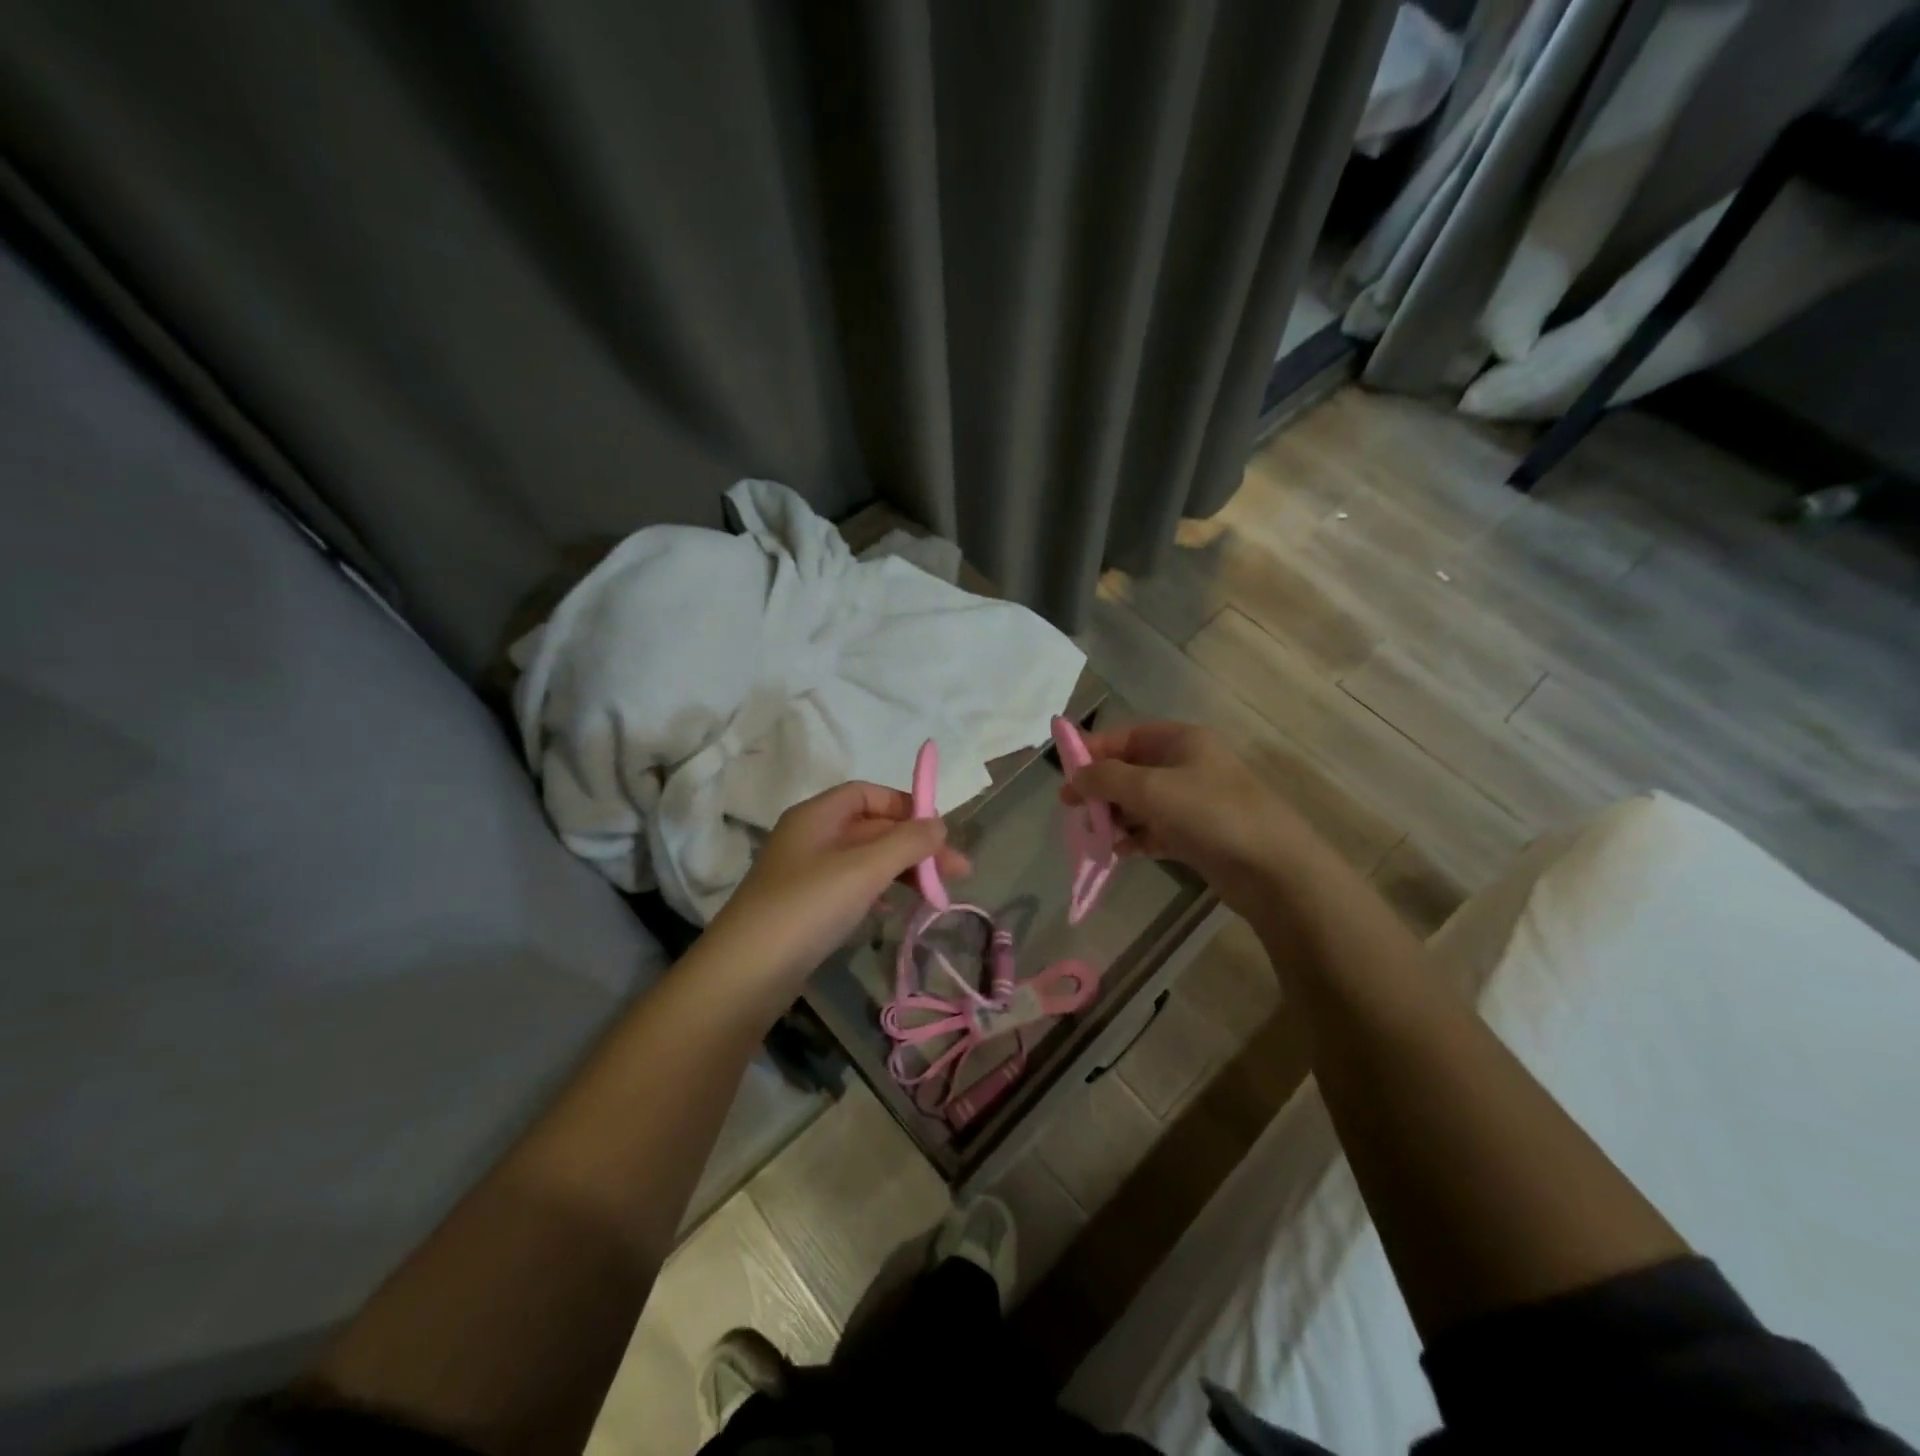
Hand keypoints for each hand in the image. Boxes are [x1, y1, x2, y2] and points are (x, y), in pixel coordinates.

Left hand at [706, 782, 970, 989]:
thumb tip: (940, 824)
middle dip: (915, 846)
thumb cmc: (808, 907)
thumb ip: (907, 843)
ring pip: (866, 861)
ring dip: (903, 872)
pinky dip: (880, 894)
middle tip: (959, 873)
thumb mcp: (864, 869)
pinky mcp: (807, 908)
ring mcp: (807, 874)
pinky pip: (853, 888)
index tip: (939, 831)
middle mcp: (811, 837)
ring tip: (938, 896)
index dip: (906, 805)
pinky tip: (896, 912)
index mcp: (818, 815)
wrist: (745, 974)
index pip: (869, 793)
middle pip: (873, 828)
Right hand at [1062, 721, 1305, 914]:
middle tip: (1072, 810)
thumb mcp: (1150, 789)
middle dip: (1101, 788)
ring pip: (1141, 802)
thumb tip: (1074, 778)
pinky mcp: (1198, 834)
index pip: (1126, 736)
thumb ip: (1105, 779)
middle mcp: (1187, 765)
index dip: (1093, 750)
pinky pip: (1155, 830)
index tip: (1064, 774)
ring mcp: (1194, 801)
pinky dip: (1135, 838)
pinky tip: (1118, 853)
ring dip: (1115, 816)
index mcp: (1181, 741)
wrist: (1273, 868)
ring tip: (1093, 835)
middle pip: (1131, 769)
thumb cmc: (1210, 814)